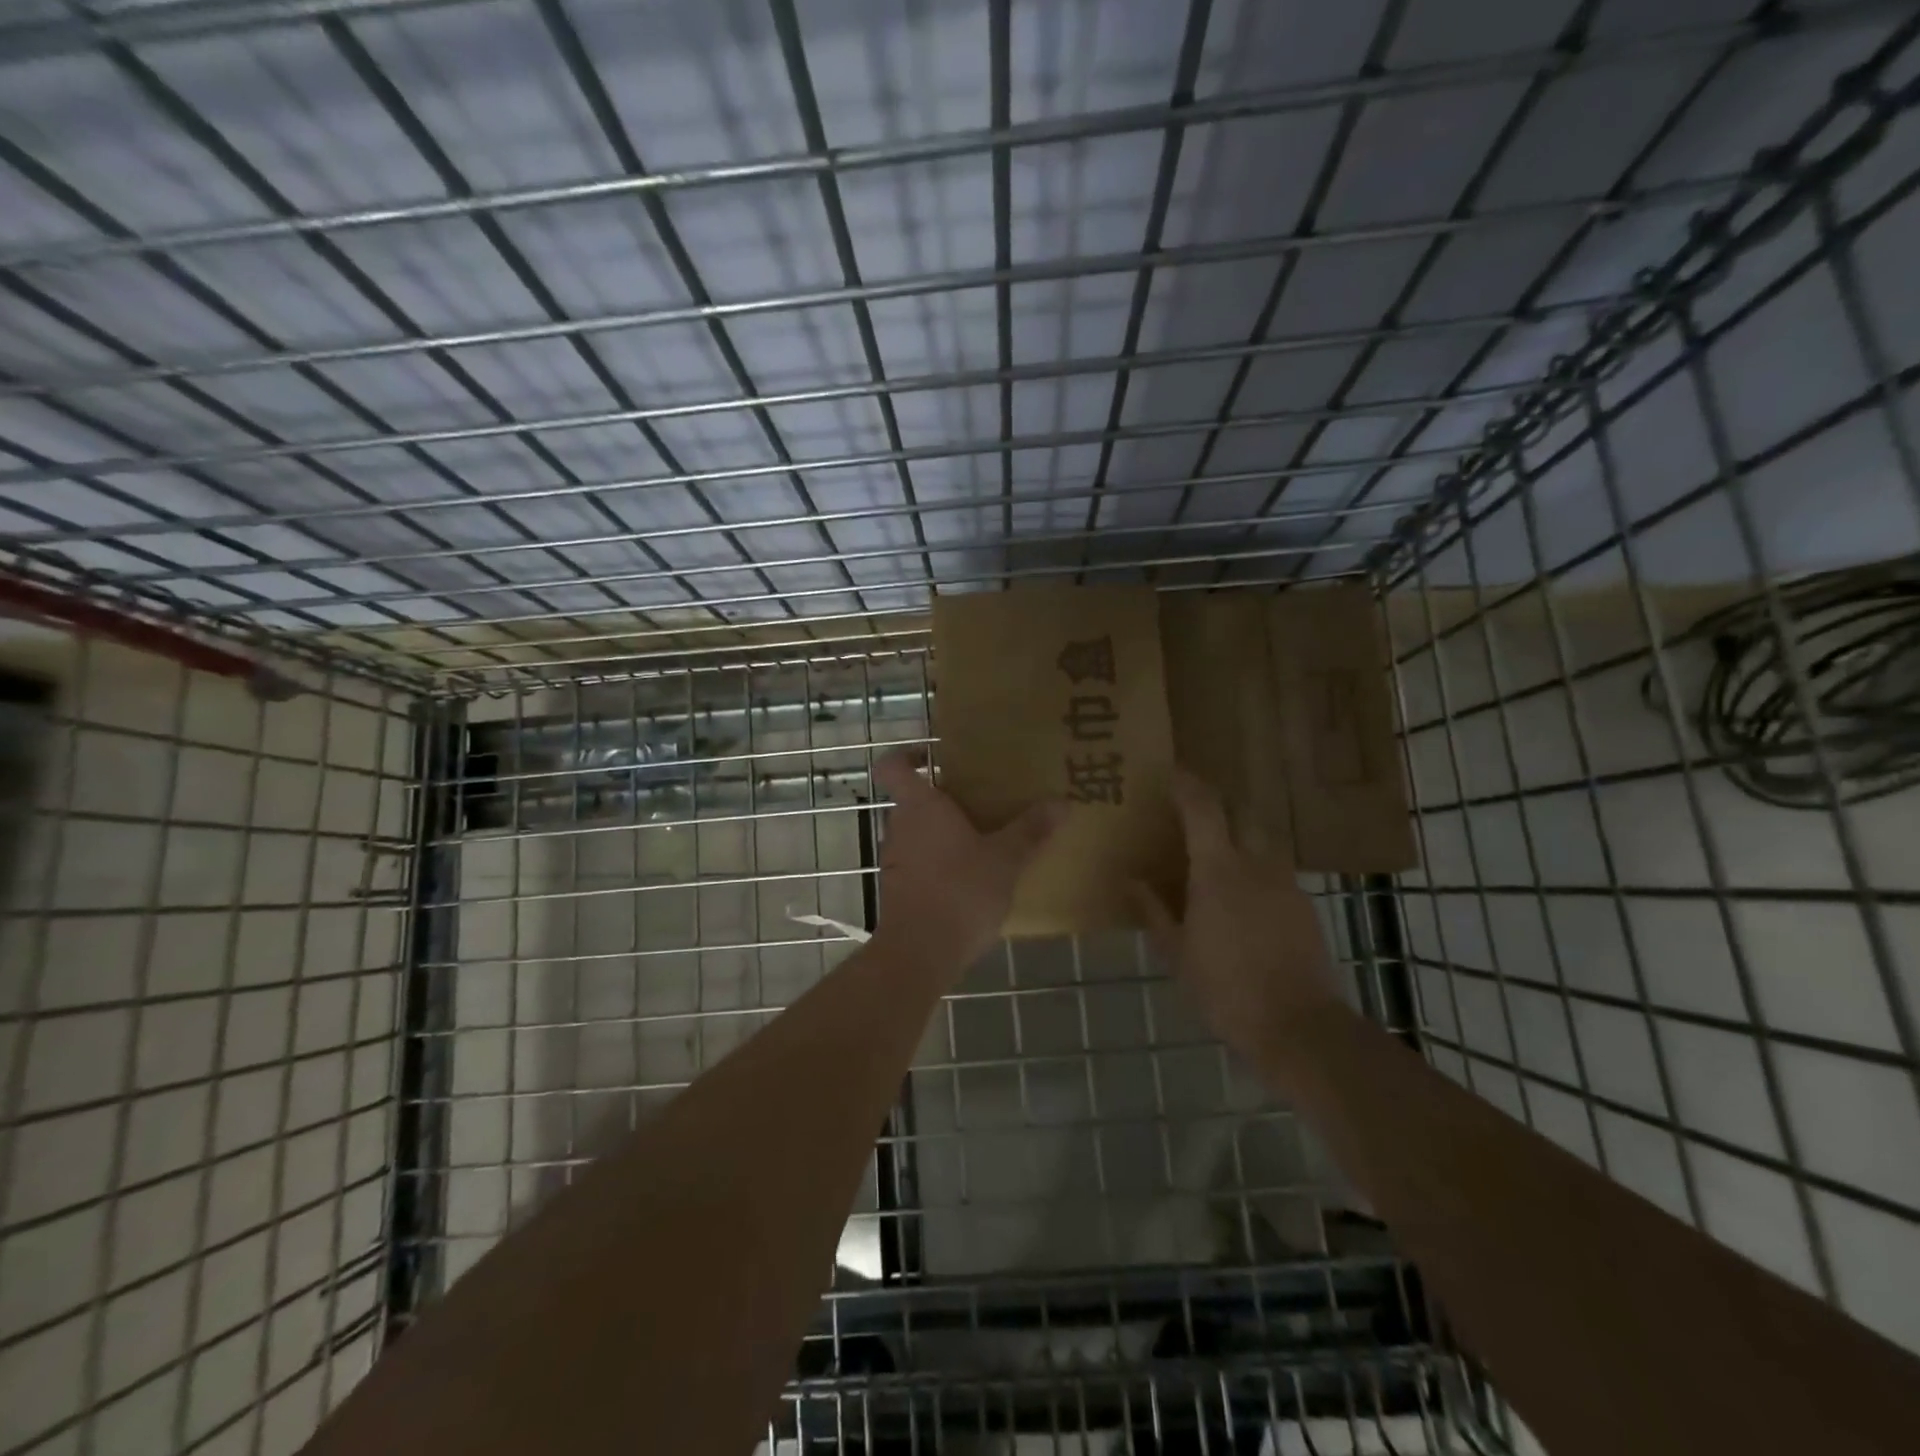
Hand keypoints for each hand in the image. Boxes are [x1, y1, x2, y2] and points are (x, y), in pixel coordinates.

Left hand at [872, 750, 1063, 977]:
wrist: (919, 953)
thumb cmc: (959, 891)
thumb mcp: (1005, 859)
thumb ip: (1031, 830)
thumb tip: (1063, 802)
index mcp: (920, 806)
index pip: (893, 765)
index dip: (907, 754)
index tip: (933, 756)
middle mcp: (899, 826)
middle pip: (913, 800)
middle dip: (944, 799)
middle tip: (982, 801)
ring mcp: (895, 860)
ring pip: (917, 833)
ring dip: (944, 833)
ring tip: (984, 840)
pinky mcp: (898, 889)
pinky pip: (919, 862)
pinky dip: (940, 863)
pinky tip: (971, 879)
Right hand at [1131, 767, 1341, 1060]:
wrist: (1298, 1026)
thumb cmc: (1225, 989)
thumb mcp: (1177, 952)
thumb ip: (1153, 910)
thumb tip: (1130, 880)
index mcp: (1218, 871)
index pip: (1203, 808)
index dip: (1186, 784)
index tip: (1170, 771)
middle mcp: (1256, 865)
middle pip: (1241, 812)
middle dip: (1217, 803)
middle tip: (1192, 811)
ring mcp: (1285, 883)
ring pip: (1261, 839)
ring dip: (1238, 832)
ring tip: (1215, 851)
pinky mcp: (1304, 905)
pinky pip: (1274, 868)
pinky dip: (1254, 864)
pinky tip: (1241, 894)